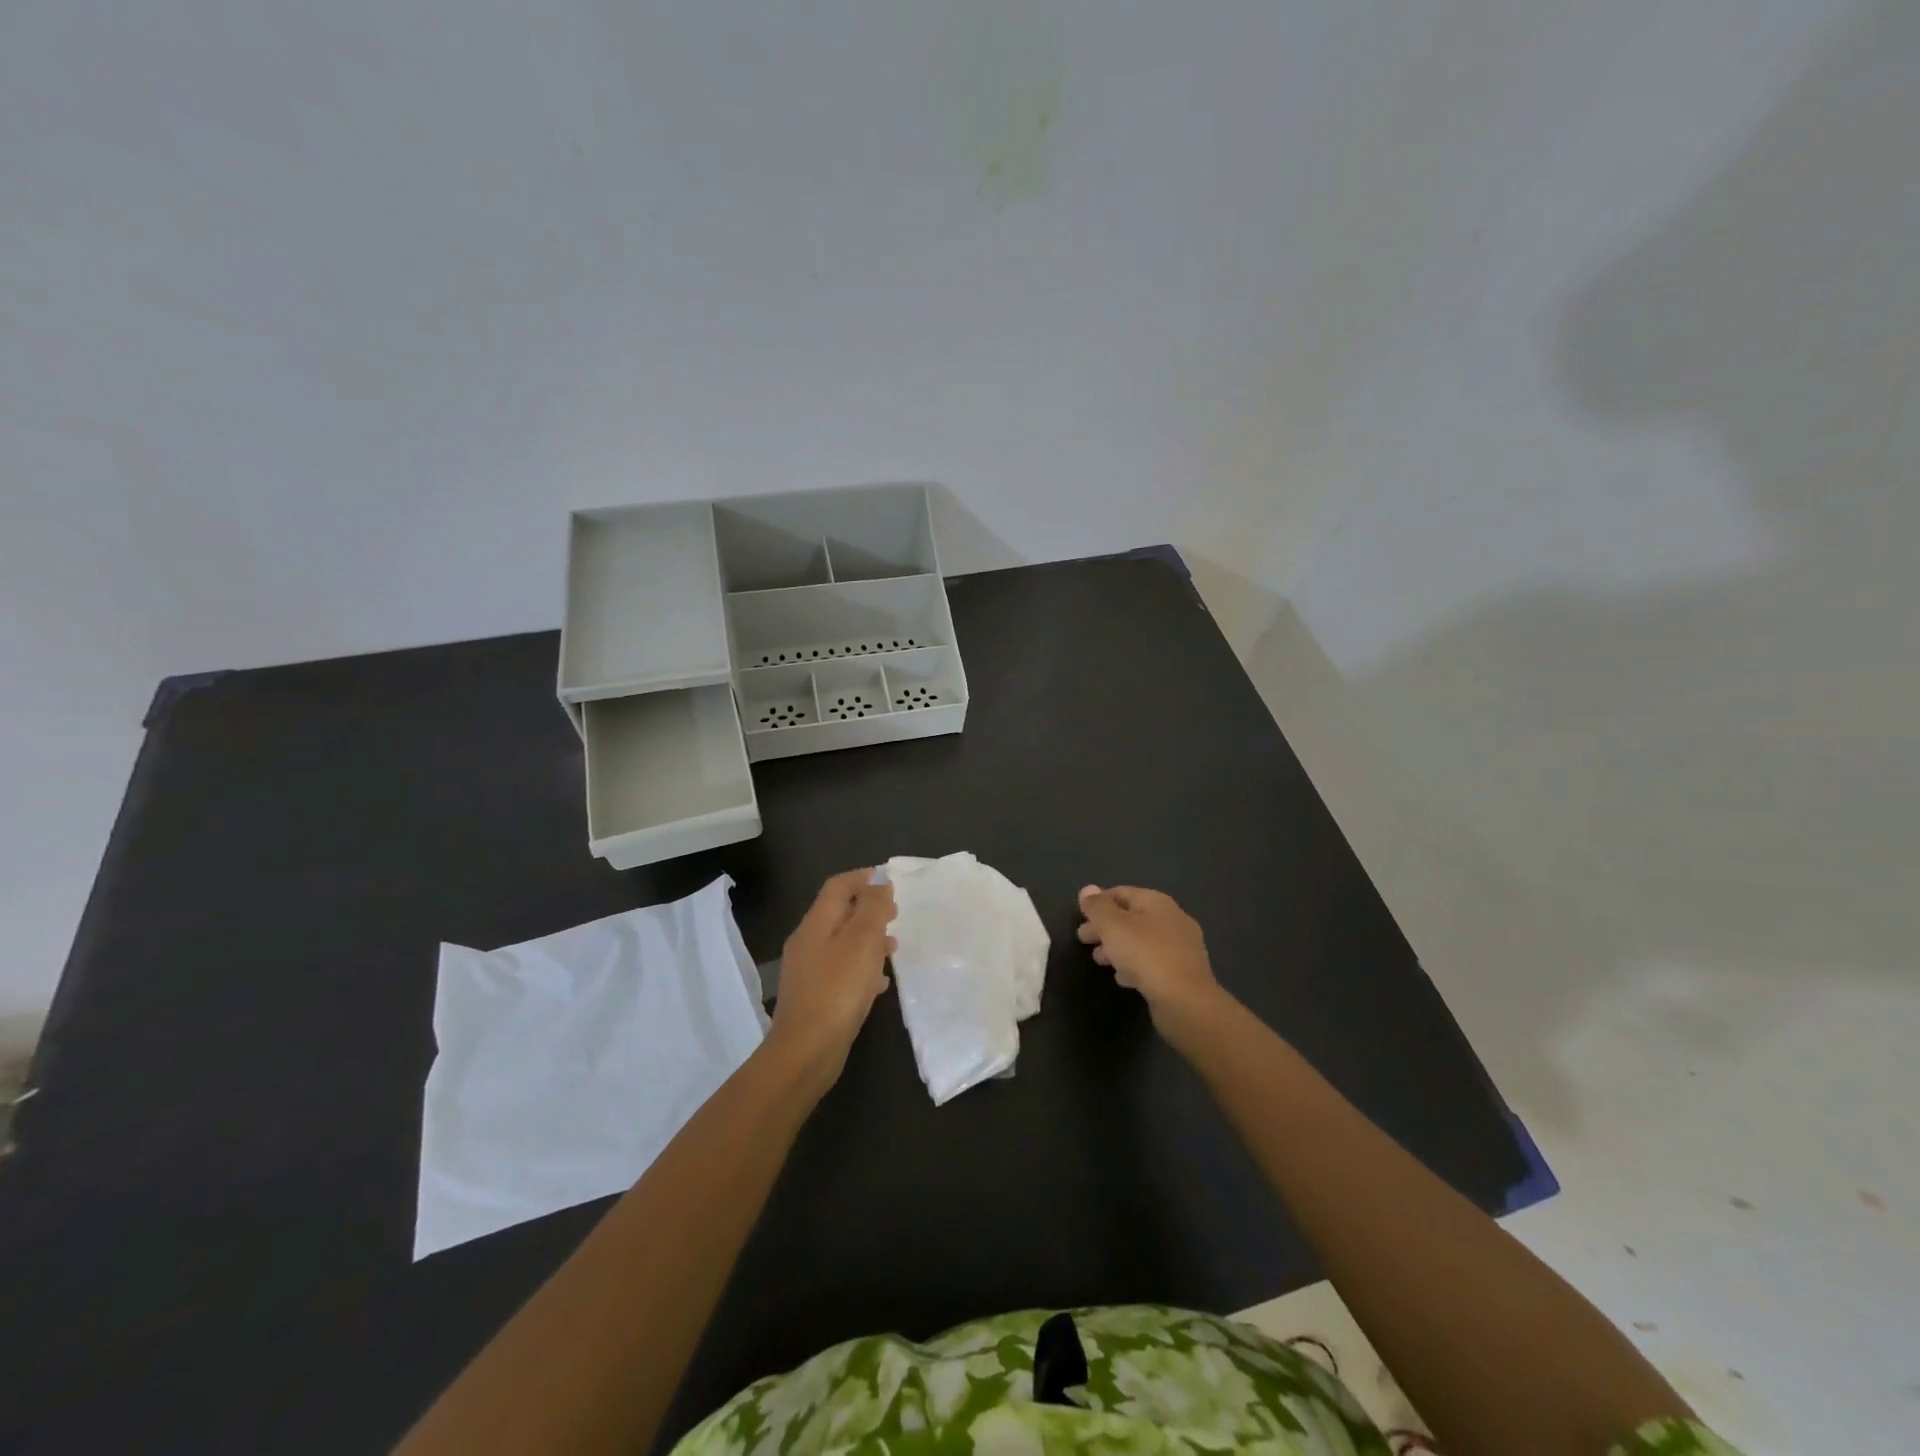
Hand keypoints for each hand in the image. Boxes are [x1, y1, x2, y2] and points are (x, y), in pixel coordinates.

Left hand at [768, 870, 896, 1084]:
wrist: (807, 1050)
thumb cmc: (838, 988)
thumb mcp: (862, 940)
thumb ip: (873, 908)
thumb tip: (879, 883)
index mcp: (816, 923)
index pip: (837, 887)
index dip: (861, 878)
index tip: (887, 880)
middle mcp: (807, 942)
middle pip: (839, 914)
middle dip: (868, 909)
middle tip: (895, 912)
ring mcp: (808, 972)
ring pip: (842, 943)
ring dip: (867, 939)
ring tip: (893, 947)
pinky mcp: (814, 997)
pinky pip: (841, 971)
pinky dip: (862, 968)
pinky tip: (880, 983)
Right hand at [1077, 885, 1227, 1041]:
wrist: (1185, 1001)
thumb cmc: (1146, 954)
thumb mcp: (1113, 925)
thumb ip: (1097, 907)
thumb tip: (1088, 889)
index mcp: (1157, 902)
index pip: (1122, 893)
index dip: (1099, 902)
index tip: (1080, 917)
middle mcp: (1172, 920)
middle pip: (1131, 917)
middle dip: (1105, 927)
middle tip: (1083, 939)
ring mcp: (1181, 948)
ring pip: (1141, 941)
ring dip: (1117, 947)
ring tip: (1098, 960)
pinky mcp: (1182, 974)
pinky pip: (1152, 963)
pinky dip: (1134, 966)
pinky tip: (1122, 978)